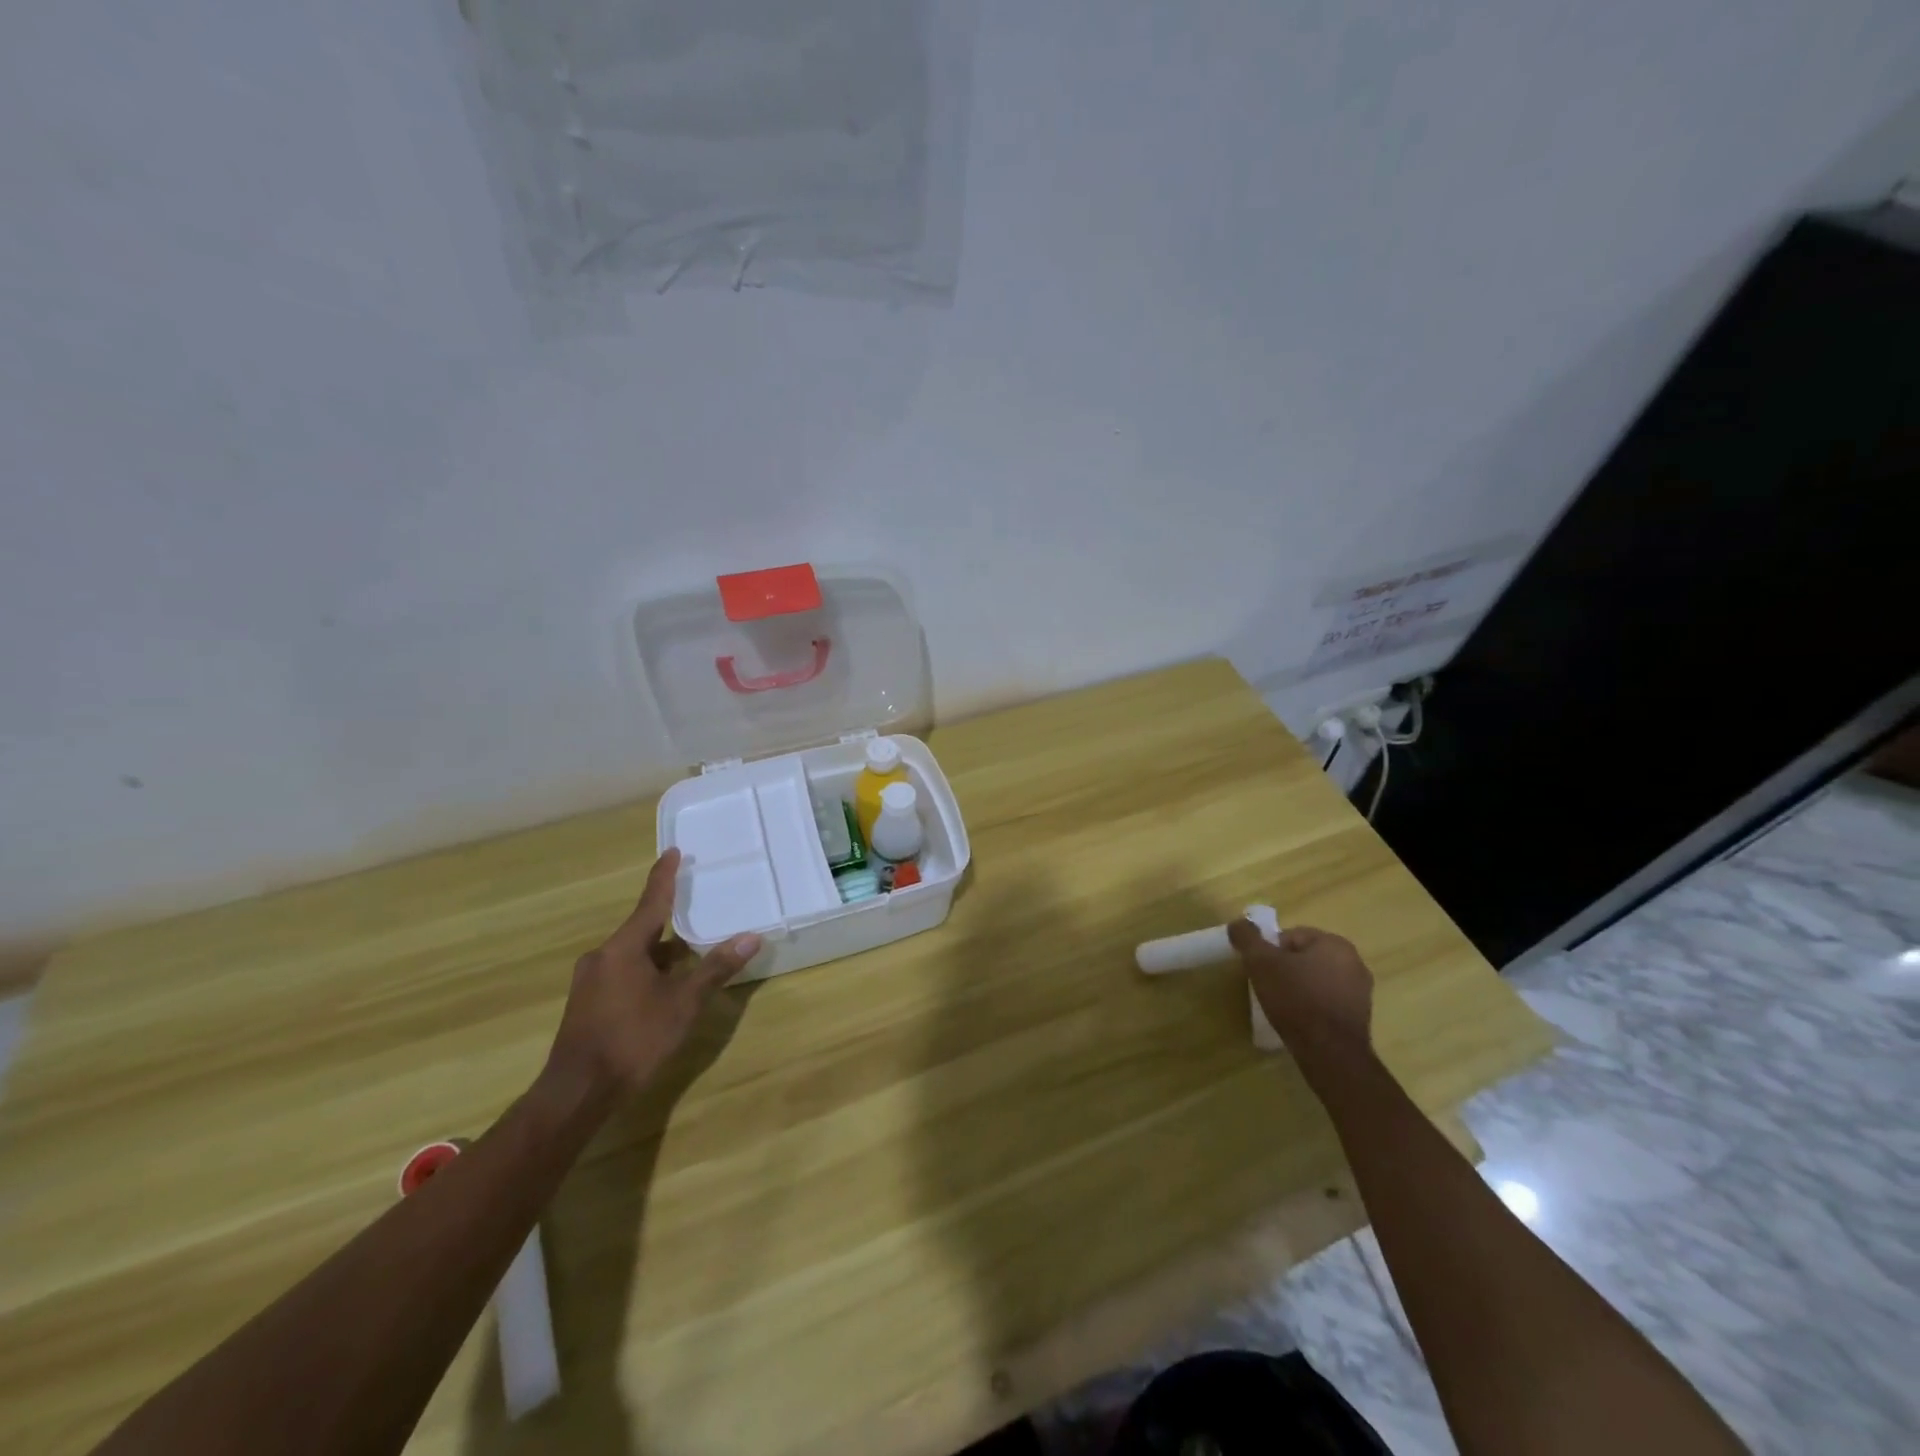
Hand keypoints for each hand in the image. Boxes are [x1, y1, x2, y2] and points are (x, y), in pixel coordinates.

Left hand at [543, 849, 761, 1101]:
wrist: (577, 1093)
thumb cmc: (633, 1040)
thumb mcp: (683, 1004)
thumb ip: (715, 969)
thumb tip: (751, 937)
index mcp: (624, 947)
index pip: (651, 902)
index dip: (664, 876)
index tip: (672, 851)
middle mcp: (603, 956)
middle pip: (642, 928)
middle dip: (669, 920)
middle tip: (695, 906)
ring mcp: (591, 981)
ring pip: (633, 954)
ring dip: (661, 952)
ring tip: (690, 953)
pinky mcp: (587, 1004)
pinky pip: (623, 972)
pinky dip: (647, 970)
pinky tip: (665, 988)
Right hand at [1226, 921, 1372, 1058]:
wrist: (1330, 1053)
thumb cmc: (1296, 999)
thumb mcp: (1261, 963)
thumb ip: (1247, 938)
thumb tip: (1237, 923)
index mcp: (1334, 943)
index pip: (1291, 936)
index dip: (1270, 952)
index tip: (1261, 971)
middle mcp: (1354, 961)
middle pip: (1304, 957)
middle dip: (1285, 969)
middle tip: (1268, 987)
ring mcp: (1361, 990)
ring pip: (1317, 979)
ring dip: (1299, 987)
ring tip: (1282, 1006)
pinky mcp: (1361, 1016)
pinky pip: (1327, 1000)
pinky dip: (1313, 1005)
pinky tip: (1300, 1020)